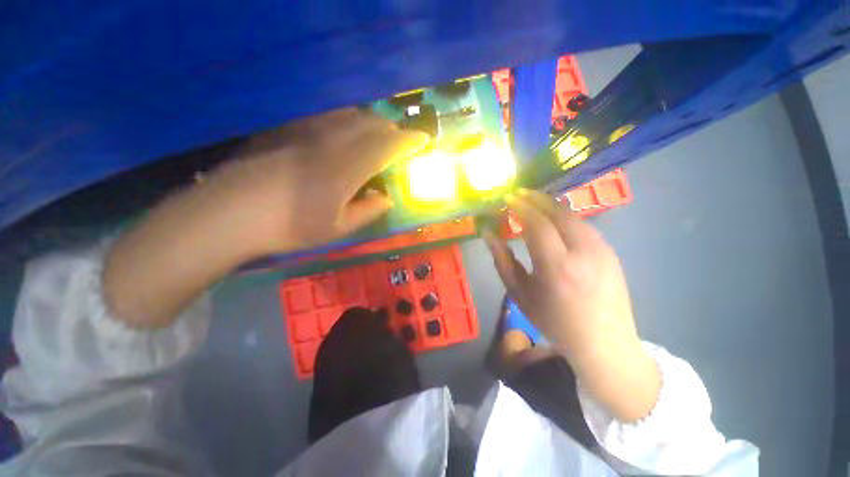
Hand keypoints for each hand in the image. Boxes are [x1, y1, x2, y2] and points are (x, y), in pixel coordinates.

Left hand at [204, 108, 429, 253]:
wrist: (228, 213)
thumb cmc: (290, 227)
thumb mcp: (338, 228)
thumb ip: (368, 210)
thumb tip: (386, 198)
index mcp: (348, 166)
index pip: (388, 144)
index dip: (409, 141)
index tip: (422, 141)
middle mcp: (332, 139)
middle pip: (372, 123)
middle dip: (392, 131)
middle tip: (399, 144)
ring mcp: (307, 129)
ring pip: (350, 114)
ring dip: (370, 124)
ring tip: (374, 139)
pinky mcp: (287, 127)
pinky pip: (327, 116)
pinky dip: (346, 121)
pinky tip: (342, 135)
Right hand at [483, 189, 659, 420]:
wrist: (604, 343)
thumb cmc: (554, 321)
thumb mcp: (520, 294)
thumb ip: (502, 260)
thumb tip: (488, 235)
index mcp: (556, 267)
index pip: (537, 223)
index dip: (520, 207)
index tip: (507, 199)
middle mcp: (583, 252)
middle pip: (557, 212)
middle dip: (535, 199)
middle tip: (518, 194)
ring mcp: (602, 250)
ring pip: (572, 215)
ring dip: (550, 205)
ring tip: (532, 203)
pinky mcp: (610, 251)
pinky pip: (583, 224)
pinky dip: (564, 216)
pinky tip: (553, 219)